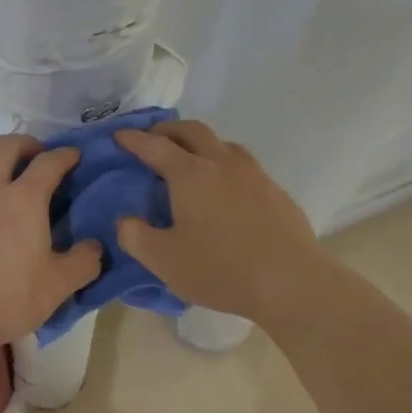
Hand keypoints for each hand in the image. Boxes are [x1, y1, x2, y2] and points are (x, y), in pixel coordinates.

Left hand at [0, 135, 102, 355]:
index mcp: (23, 200)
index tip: (73, 156)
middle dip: (24, 144)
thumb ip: (83, 263)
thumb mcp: (57, 287)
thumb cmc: (6, 300)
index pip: (49, 163)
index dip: (64, 155)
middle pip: (4, 147)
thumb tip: (95, 247)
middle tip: (33, 156)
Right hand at [114, 120, 324, 325]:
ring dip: (200, 143)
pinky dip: (224, 164)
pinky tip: (225, 189)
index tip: (119, 136)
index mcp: (190, 174)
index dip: (133, 139)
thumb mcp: (164, 260)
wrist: (292, 282)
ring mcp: (254, 175)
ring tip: (190, 160)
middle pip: (192, 131)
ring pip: (222, 144)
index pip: (155, 146)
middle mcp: (222, 163)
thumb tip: (126, 220)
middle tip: (153, 139)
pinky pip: (243, 165)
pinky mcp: (275, 192)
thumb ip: (135, 236)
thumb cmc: (221, 269)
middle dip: (168, 130)